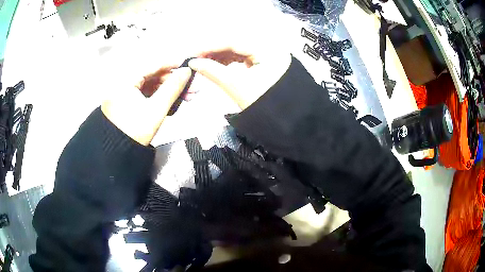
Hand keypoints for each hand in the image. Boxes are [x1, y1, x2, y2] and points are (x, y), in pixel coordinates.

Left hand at [101, 66, 191, 145]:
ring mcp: (124, 93)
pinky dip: (159, 97)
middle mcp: (123, 82)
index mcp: (125, 80)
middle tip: (193, 87)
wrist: (117, 155)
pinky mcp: (127, 102)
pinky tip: (174, 101)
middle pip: (153, 76)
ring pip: (150, 86)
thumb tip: (187, 71)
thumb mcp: (156, 109)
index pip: (152, 65)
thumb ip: (172, 88)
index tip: (189, 65)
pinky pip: (145, 94)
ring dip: (169, 90)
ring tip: (188, 97)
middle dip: (174, 81)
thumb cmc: (135, 131)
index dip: (173, 64)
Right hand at [188, 45, 290, 109]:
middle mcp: (269, 47)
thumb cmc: (263, 106)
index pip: (232, 41)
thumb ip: (212, 71)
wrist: (286, 121)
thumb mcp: (236, 87)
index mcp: (267, 50)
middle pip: (235, 43)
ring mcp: (268, 54)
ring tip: (203, 62)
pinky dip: (230, 60)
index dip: (209, 47)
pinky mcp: (266, 62)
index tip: (191, 54)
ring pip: (238, 49)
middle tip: (195, 58)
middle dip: (213, 51)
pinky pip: (244, 56)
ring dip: (220, 55)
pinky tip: (218, 64)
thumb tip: (193, 62)